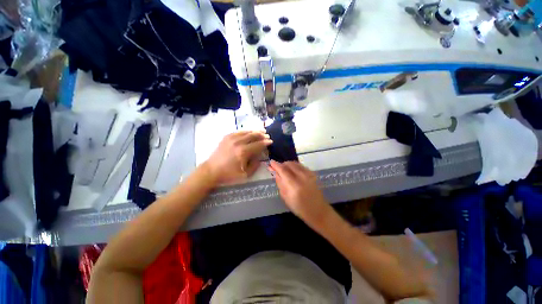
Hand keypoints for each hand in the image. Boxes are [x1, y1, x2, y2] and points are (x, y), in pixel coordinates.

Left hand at [205, 131, 271, 183]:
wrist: (211, 170)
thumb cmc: (229, 174)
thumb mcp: (245, 174)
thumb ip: (255, 165)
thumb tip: (259, 156)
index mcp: (243, 152)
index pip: (258, 144)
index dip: (266, 142)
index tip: (271, 141)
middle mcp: (238, 142)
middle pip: (253, 135)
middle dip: (262, 135)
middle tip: (267, 135)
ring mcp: (231, 138)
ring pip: (247, 132)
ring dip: (255, 131)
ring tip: (262, 131)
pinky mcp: (227, 137)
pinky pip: (239, 131)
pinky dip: (246, 131)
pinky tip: (250, 132)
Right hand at [268, 161, 331, 224]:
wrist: (318, 211)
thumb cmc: (300, 208)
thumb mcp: (285, 197)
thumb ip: (280, 183)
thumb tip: (275, 172)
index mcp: (294, 186)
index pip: (283, 170)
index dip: (276, 165)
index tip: (271, 162)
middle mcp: (302, 177)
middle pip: (289, 164)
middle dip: (281, 164)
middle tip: (277, 168)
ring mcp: (309, 174)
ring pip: (295, 163)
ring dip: (288, 164)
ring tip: (284, 169)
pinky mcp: (313, 174)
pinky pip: (301, 165)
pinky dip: (294, 166)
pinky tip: (292, 170)